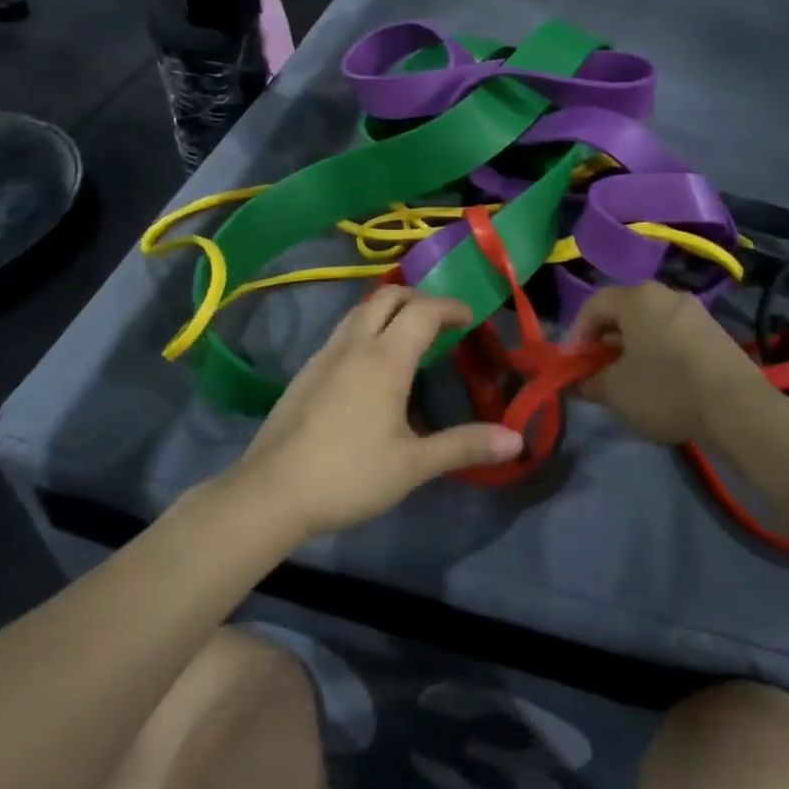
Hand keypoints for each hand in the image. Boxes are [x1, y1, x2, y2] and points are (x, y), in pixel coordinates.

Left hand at [238, 287, 524, 537]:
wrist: (271, 492)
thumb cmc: (349, 475)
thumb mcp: (414, 465)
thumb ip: (465, 446)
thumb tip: (517, 440)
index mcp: (385, 358)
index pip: (423, 310)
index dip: (451, 307)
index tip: (471, 319)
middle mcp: (354, 344)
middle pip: (389, 296)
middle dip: (420, 299)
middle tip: (442, 323)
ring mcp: (325, 354)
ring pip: (361, 310)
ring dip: (391, 309)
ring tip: (410, 338)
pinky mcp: (307, 370)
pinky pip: (344, 331)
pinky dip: (368, 328)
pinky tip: (372, 365)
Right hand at [573, 283, 770, 445]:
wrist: (739, 408)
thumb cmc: (666, 390)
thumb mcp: (616, 391)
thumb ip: (587, 382)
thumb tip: (573, 382)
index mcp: (637, 298)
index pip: (593, 305)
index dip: (577, 334)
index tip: (576, 365)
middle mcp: (666, 294)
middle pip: (623, 311)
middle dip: (605, 340)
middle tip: (600, 371)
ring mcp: (695, 311)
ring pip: (650, 322)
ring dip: (633, 346)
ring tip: (630, 380)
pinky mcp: (715, 331)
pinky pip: (674, 333)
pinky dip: (659, 350)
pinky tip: (662, 381)